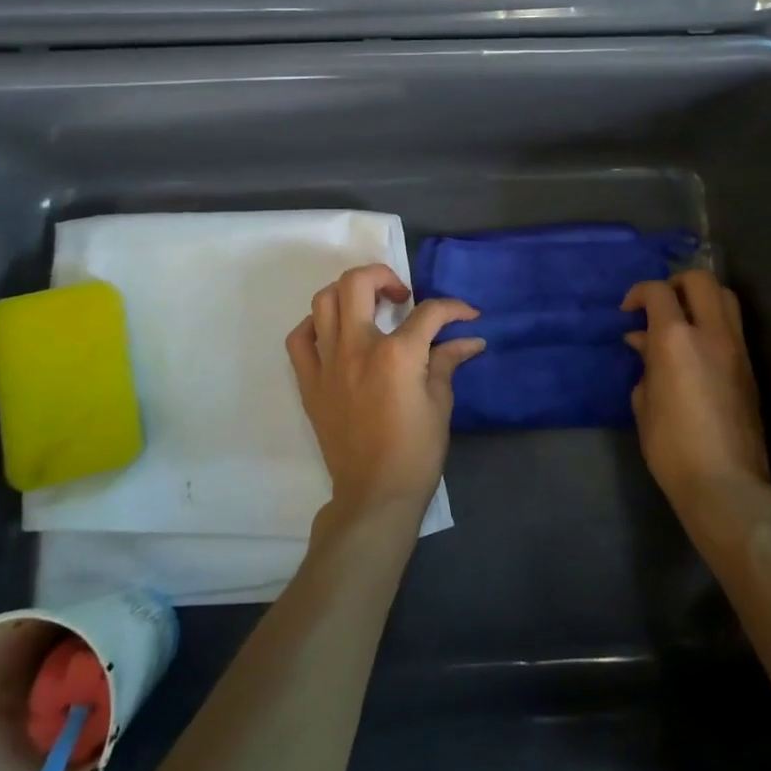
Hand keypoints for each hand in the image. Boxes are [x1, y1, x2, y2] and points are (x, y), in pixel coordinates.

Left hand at [286, 263, 484, 517]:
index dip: (454, 308)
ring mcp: (328, 363)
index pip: (428, 312)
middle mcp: (357, 348)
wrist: (375, 494)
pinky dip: (315, 326)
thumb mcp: (441, 403)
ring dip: (348, 294)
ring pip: (323, 301)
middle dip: (385, 276)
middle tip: (401, 297)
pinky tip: (335, 333)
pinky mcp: (310, 383)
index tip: (468, 315)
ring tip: (368, 308)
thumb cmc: (416, 452)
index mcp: (396, 353)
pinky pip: (300, 339)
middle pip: (358, 282)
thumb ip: (448, 361)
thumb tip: (471, 339)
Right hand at [622, 271, 770, 514]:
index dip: (639, 293)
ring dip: (701, 298)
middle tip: (659, 306)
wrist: (726, 484)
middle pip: (701, 280)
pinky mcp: (750, 368)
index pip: (658, 292)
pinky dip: (713, 323)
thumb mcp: (644, 404)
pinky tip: (695, 349)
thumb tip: (643, 343)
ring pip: (725, 297)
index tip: (628, 312)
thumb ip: (645, 365)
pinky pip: (732, 327)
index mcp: (676, 340)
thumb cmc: (672, 447)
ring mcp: (737, 349)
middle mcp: (711, 334)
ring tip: (681, 321)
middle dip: (676, 283)